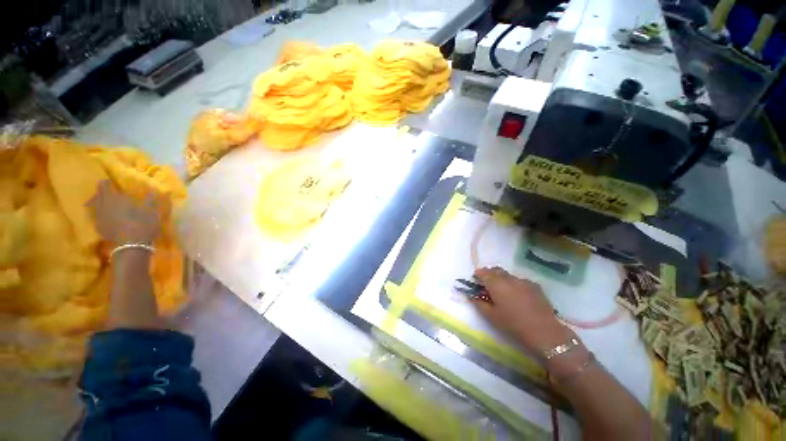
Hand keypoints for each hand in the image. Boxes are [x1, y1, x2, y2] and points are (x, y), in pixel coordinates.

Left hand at [87, 180, 167, 244]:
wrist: (132, 246)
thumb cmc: (142, 224)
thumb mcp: (151, 211)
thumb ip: (151, 199)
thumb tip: (153, 190)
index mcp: (113, 199)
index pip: (105, 186)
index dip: (107, 183)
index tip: (109, 181)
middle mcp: (103, 206)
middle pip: (98, 196)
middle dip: (101, 193)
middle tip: (105, 191)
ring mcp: (100, 218)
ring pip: (95, 207)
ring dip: (98, 203)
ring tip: (103, 202)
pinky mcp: (101, 229)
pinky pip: (97, 217)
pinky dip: (99, 214)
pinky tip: (104, 216)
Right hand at [471, 267, 570, 353]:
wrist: (544, 332)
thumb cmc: (513, 325)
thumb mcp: (491, 316)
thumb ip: (479, 303)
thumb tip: (471, 295)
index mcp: (496, 284)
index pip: (482, 272)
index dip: (478, 275)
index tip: (476, 282)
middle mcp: (509, 278)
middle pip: (495, 270)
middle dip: (489, 275)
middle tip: (487, 286)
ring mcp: (523, 280)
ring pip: (508, 275)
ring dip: (502, 279)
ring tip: (503, 292)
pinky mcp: (534, 286)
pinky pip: (520, 280)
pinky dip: (514, 284)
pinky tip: (518, 296)